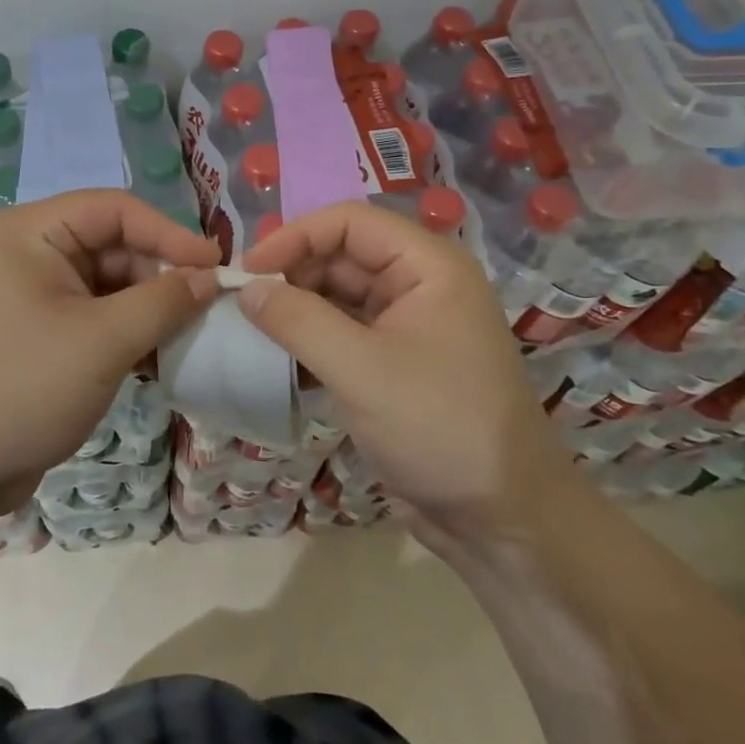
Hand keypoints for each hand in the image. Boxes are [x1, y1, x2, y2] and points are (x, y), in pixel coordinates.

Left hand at [0, 191, 220, 514]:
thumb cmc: (22, 385)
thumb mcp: (103, 340)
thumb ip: (164, 301)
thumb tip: (211, 277)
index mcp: (33, 231)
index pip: (116, 209)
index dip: (170, 233)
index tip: (217, 267)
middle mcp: (30, 252)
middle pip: (113, 246)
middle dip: (160, 275)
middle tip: (207, 309)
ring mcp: (32, 295)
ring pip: (108, 285)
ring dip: (148, 308)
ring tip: (187, 337)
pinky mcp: (39, 334)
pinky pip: (95, 317)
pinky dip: (127, 332)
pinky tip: (158, 360)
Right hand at [238, 201, 571, 549]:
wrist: (503, 521)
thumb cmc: (439, 427)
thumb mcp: (361, 370)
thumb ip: (298, 321)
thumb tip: (245, 289)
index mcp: (428, 266)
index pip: (349, 222)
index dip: (294, 237)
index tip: (246, 271)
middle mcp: (419, 284)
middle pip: (341, 255)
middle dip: (291, 273)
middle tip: (241, 303)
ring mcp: (407, 325)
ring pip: (338, 295)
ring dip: (296, 307)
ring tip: (251, 328)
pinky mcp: (394, 363)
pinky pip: (343, 332)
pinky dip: (310, 338)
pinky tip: (277, 356)